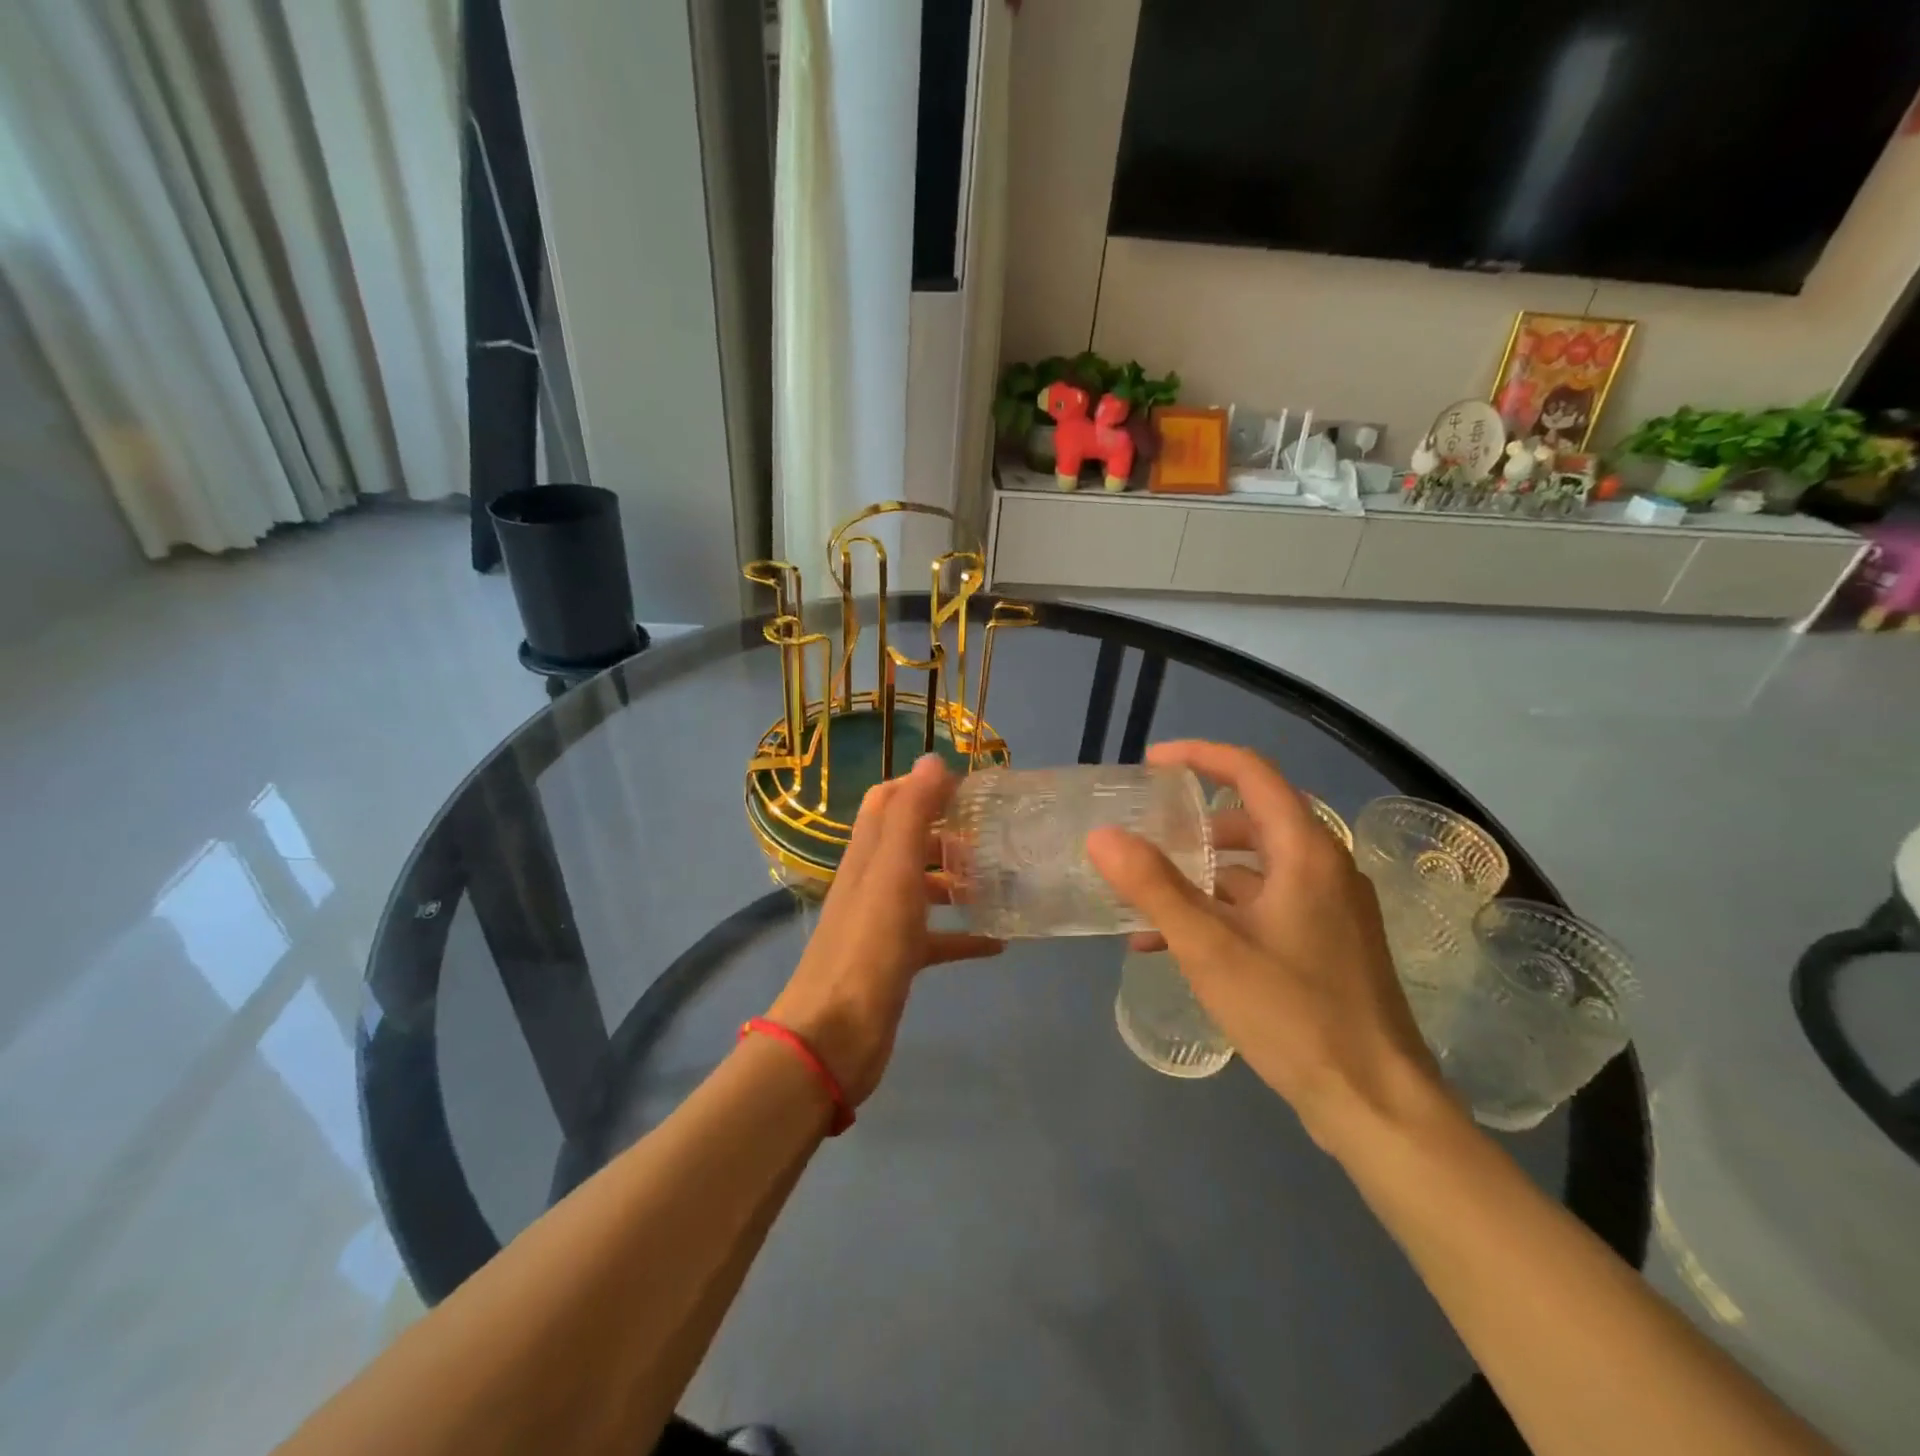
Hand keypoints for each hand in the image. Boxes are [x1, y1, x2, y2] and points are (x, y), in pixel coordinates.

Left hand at [766, 754, 1001, 1105]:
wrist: (835, 1034)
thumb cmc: (869, 946)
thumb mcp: (893, 872)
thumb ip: (911, 815)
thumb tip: (932, 759)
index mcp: (867, 854)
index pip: (888, 800)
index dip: (923, 786)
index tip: (969, 787)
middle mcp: (872, 881)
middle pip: (909, 842)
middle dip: (949, 833)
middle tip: (995, 835)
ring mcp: (883, 922)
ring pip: (923, 888)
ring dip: (957, 880)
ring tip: (1001, 881)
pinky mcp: (897, 960)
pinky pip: (936, 938)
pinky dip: (963, 934)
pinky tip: (998, 942)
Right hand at [1086, 741, 1440, 1149]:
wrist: (1376, 1105)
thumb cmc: (1293, 1014)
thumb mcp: (1209, 947)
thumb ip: (1153, 887)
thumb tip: (1102, 835)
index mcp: (1307, 851)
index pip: (1252, 773)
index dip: (1200, 756)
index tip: (1151, 762)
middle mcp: (1325, 867)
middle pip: (1252, 819)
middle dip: (1192, 824)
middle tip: (1145, 833)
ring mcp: (1331, 908)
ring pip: (1256, 867)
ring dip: (1201, 875)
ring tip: (1147, 899)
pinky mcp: (1327, 943)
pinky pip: (1266, 905)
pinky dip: (1221, 911)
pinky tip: (1174, 946)